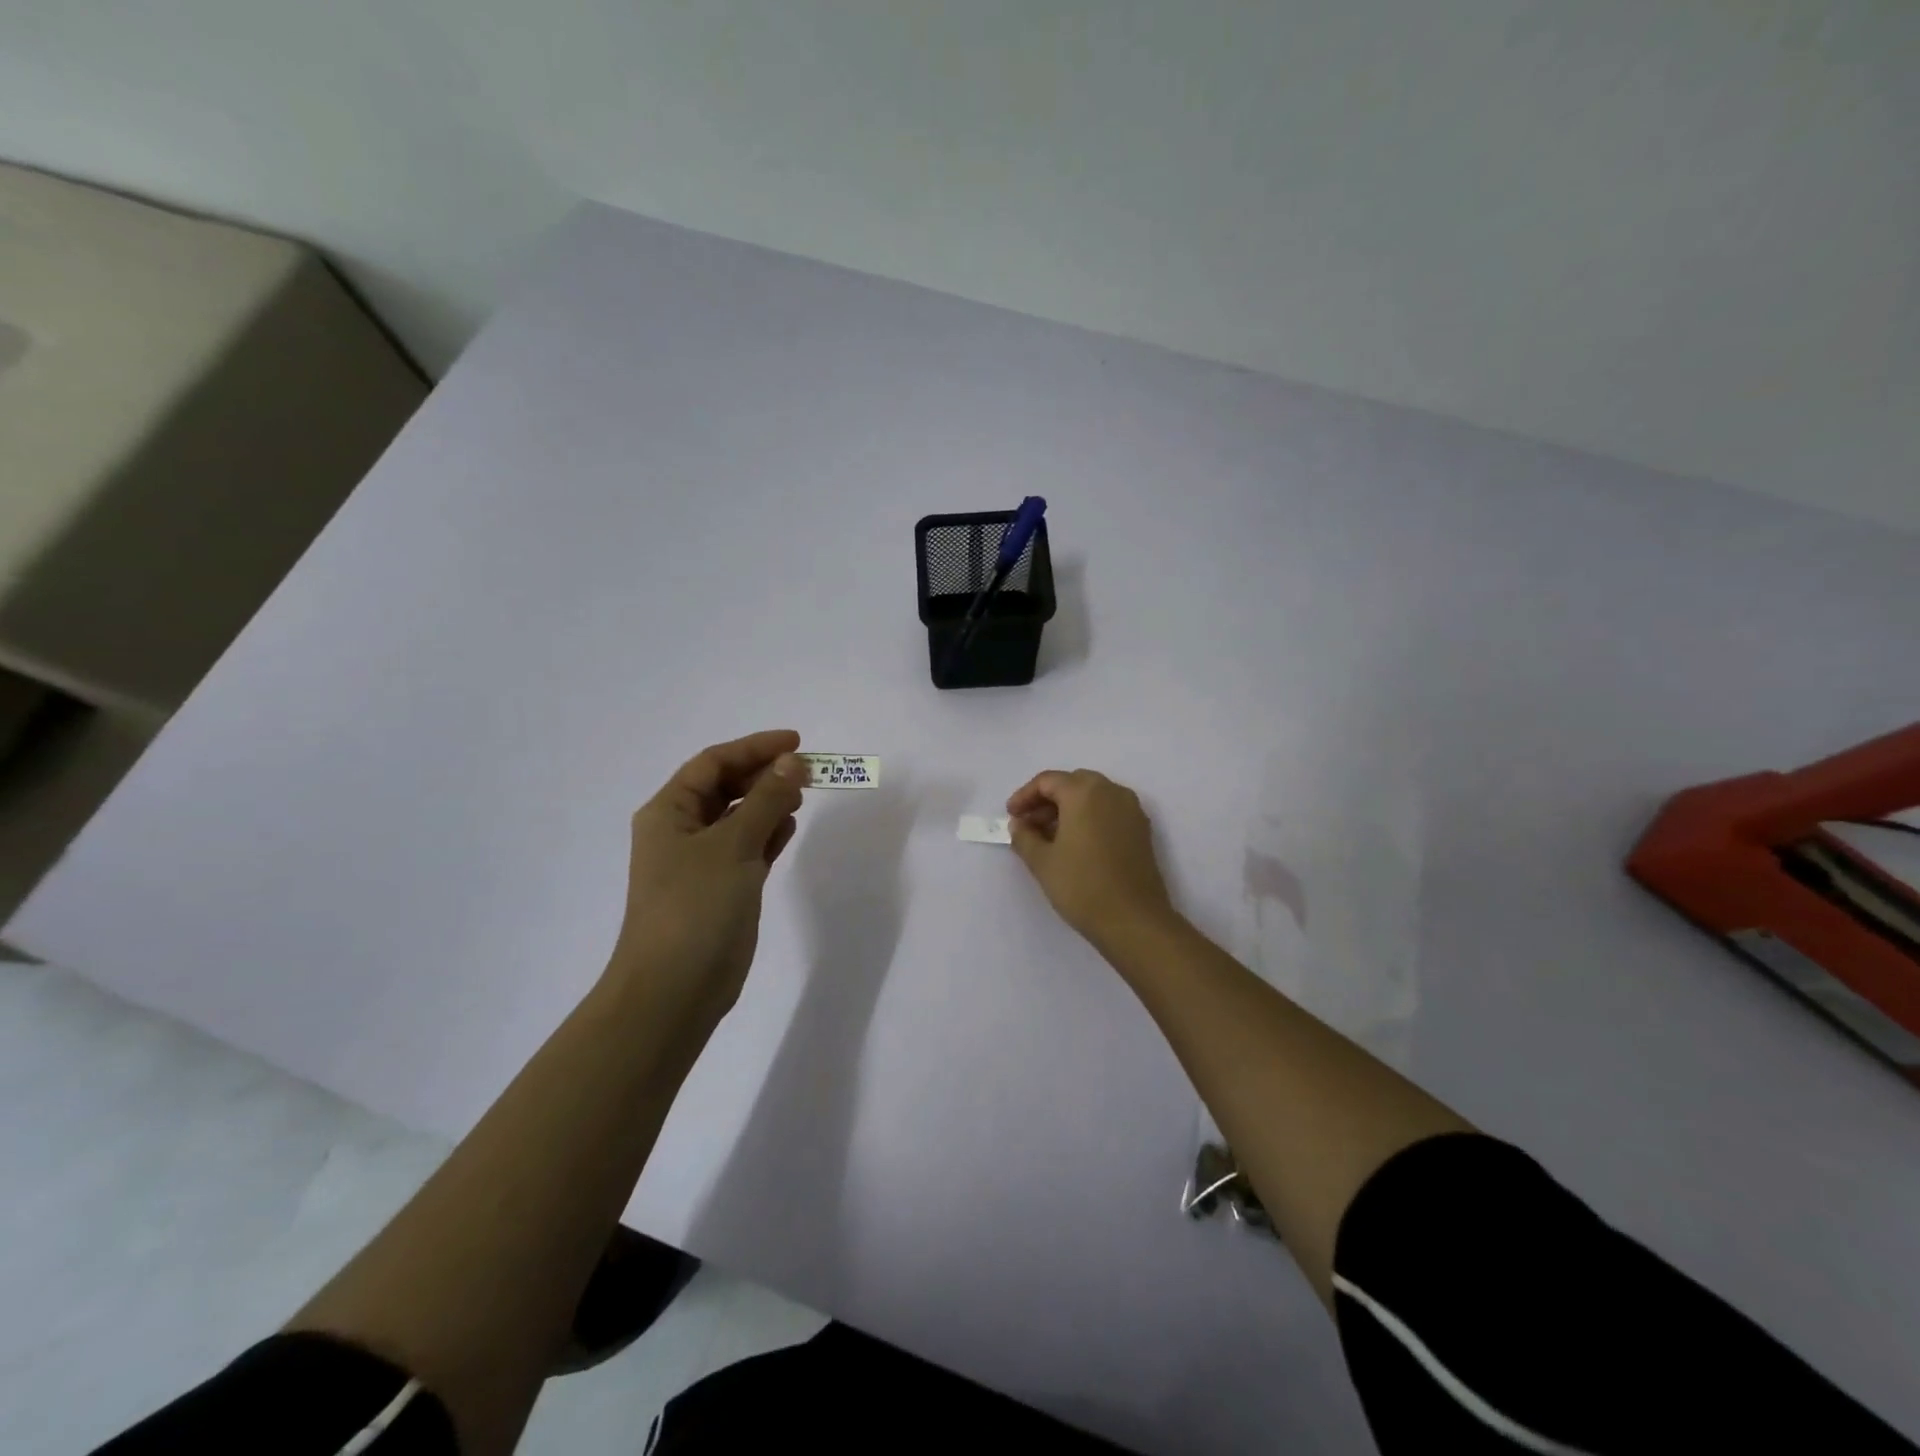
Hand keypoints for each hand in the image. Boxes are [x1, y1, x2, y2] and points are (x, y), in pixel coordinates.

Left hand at [609, 730, 808, 1029]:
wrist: (675, 989)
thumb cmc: (696, 906)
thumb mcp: (733, 844)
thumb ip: (765, 800)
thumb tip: (791, 763)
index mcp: (669, 812)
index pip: (713, 763)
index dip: (754, 748)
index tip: (797, 743)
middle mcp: (681, 831)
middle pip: (725, 787)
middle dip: (764, 775)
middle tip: (806, 772)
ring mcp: (701, 862)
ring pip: (739, 818)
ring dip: (768, 803)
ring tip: (803, 797)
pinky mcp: (722, 889)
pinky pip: (748, 848)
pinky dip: (769, 834)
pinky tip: (791, 827)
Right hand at [1006, 769, 1177, 948]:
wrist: (1134, 921)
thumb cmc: (1082, 886)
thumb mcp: (1042, 862)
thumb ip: (1024, 836)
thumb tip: (1019, 824)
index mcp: (1085, 792)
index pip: (1048, 781)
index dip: (1024, 796)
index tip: (1010, 815)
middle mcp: (1111, 792)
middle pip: (1073, 784)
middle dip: (1047, 800)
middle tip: (1028, 823)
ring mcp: (1131, 810)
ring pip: (1093, 796)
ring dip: (1068, 809)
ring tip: (1048, 836)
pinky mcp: (1141, 830)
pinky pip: (1109, 811)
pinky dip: (1089, 818)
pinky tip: (1074, 844)